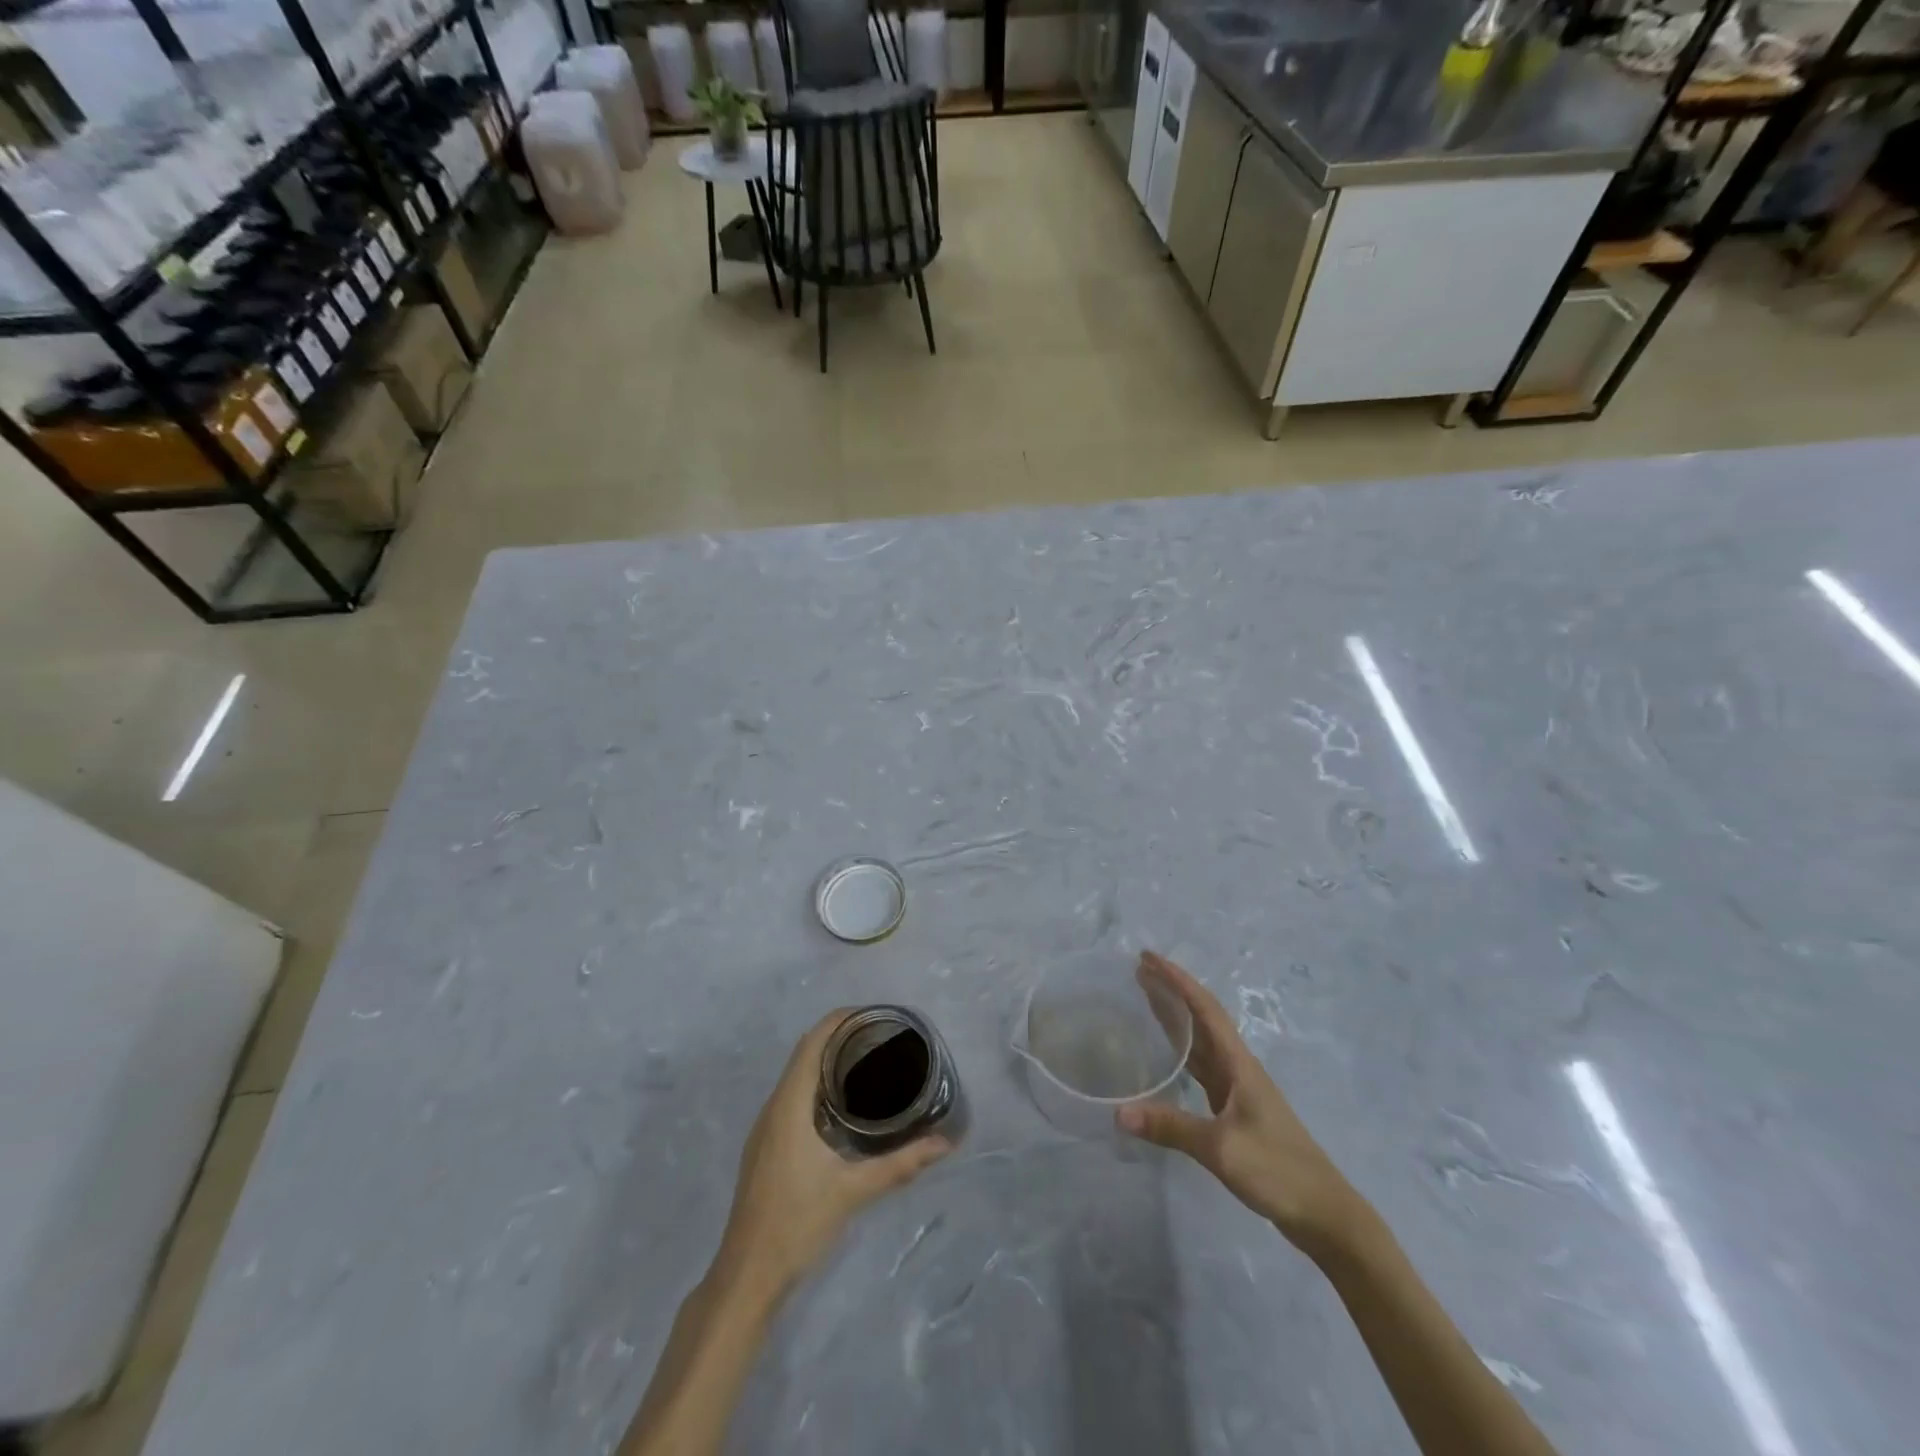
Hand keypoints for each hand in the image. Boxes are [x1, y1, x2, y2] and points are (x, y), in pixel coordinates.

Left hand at [714, 1011, 949, 1298]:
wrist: (746, 1276)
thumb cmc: (796, 1224)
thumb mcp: (853, 1191)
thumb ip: (900, 1165)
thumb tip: (945, 1143)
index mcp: (788, 1105)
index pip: (812, 1042)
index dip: (840, 1020)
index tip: (874, 1015)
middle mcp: (773, 1107)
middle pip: (805, 1053)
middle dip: (839, 1036)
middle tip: (881, 1038)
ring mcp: (765, 1128)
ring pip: (797, 1076)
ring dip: (827, 1060)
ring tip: (868, 1062)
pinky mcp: (766, 1146)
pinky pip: (792, 1096)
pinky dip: (817, 1084)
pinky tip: (843, 1104)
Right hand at [1118, 951, 1367, 1256]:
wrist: (1324, 1214)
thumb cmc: (1277, 1170)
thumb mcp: (1221, 1148)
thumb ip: (1170, 1127)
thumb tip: (1118, 1113)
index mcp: (1239, 1064)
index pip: (1204, 1008)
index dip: (1176, 980)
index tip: (1147, 958)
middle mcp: (1238, 1068)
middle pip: (1202, 1018)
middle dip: (1172, 992)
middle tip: (1140, 971)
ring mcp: (1238, 1090)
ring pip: (1201, 1042)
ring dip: (1176, 1019)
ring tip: (1146, 999)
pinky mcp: (1235, 1111)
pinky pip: (1202, 1069)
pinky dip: (1182, 1053)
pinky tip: (1167, 1056)